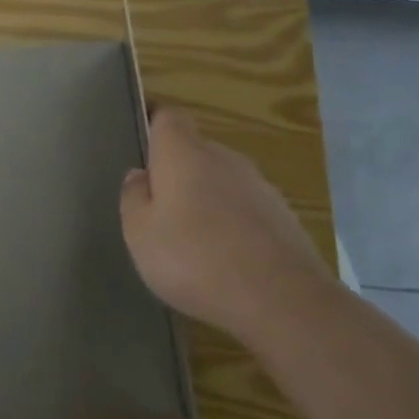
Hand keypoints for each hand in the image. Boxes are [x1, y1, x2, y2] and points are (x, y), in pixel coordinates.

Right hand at [119, 106, 326, 332]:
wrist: (283, 300)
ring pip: (222, 182)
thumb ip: (133, 198)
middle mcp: (224, 158)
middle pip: (195, 152)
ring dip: (206, 201)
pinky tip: (225, 261)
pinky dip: (233, 226)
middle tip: (159, 211)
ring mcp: (260, 187)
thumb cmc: (195, 258)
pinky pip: (246, 210)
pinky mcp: (285, 218)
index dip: (153, 128)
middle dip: (177, 173)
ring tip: (192, 242)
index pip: (167, 118)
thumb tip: (139, 176)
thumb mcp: (139, 233)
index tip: (141, 153)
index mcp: (183, 153)